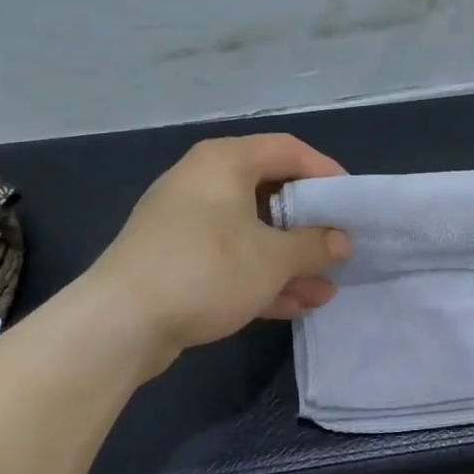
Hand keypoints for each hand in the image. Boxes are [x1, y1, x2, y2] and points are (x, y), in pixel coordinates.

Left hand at [90, 134, 351, 370]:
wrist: (121, 323)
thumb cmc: (207, 271)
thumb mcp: (273, 259)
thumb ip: (315, 245)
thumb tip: (341, 241)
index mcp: (225, 162)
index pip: (289, 150)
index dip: (327, 173)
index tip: (352, 204)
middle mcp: (204, 183)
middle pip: (271, 193)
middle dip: (310, 227)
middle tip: (340, 249)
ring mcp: (188, 224)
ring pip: (253, 233)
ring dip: (290, 261)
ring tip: (326, 288)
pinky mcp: (178, 260)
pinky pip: (231, 260)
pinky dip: (262, 277)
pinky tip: (295, 305)